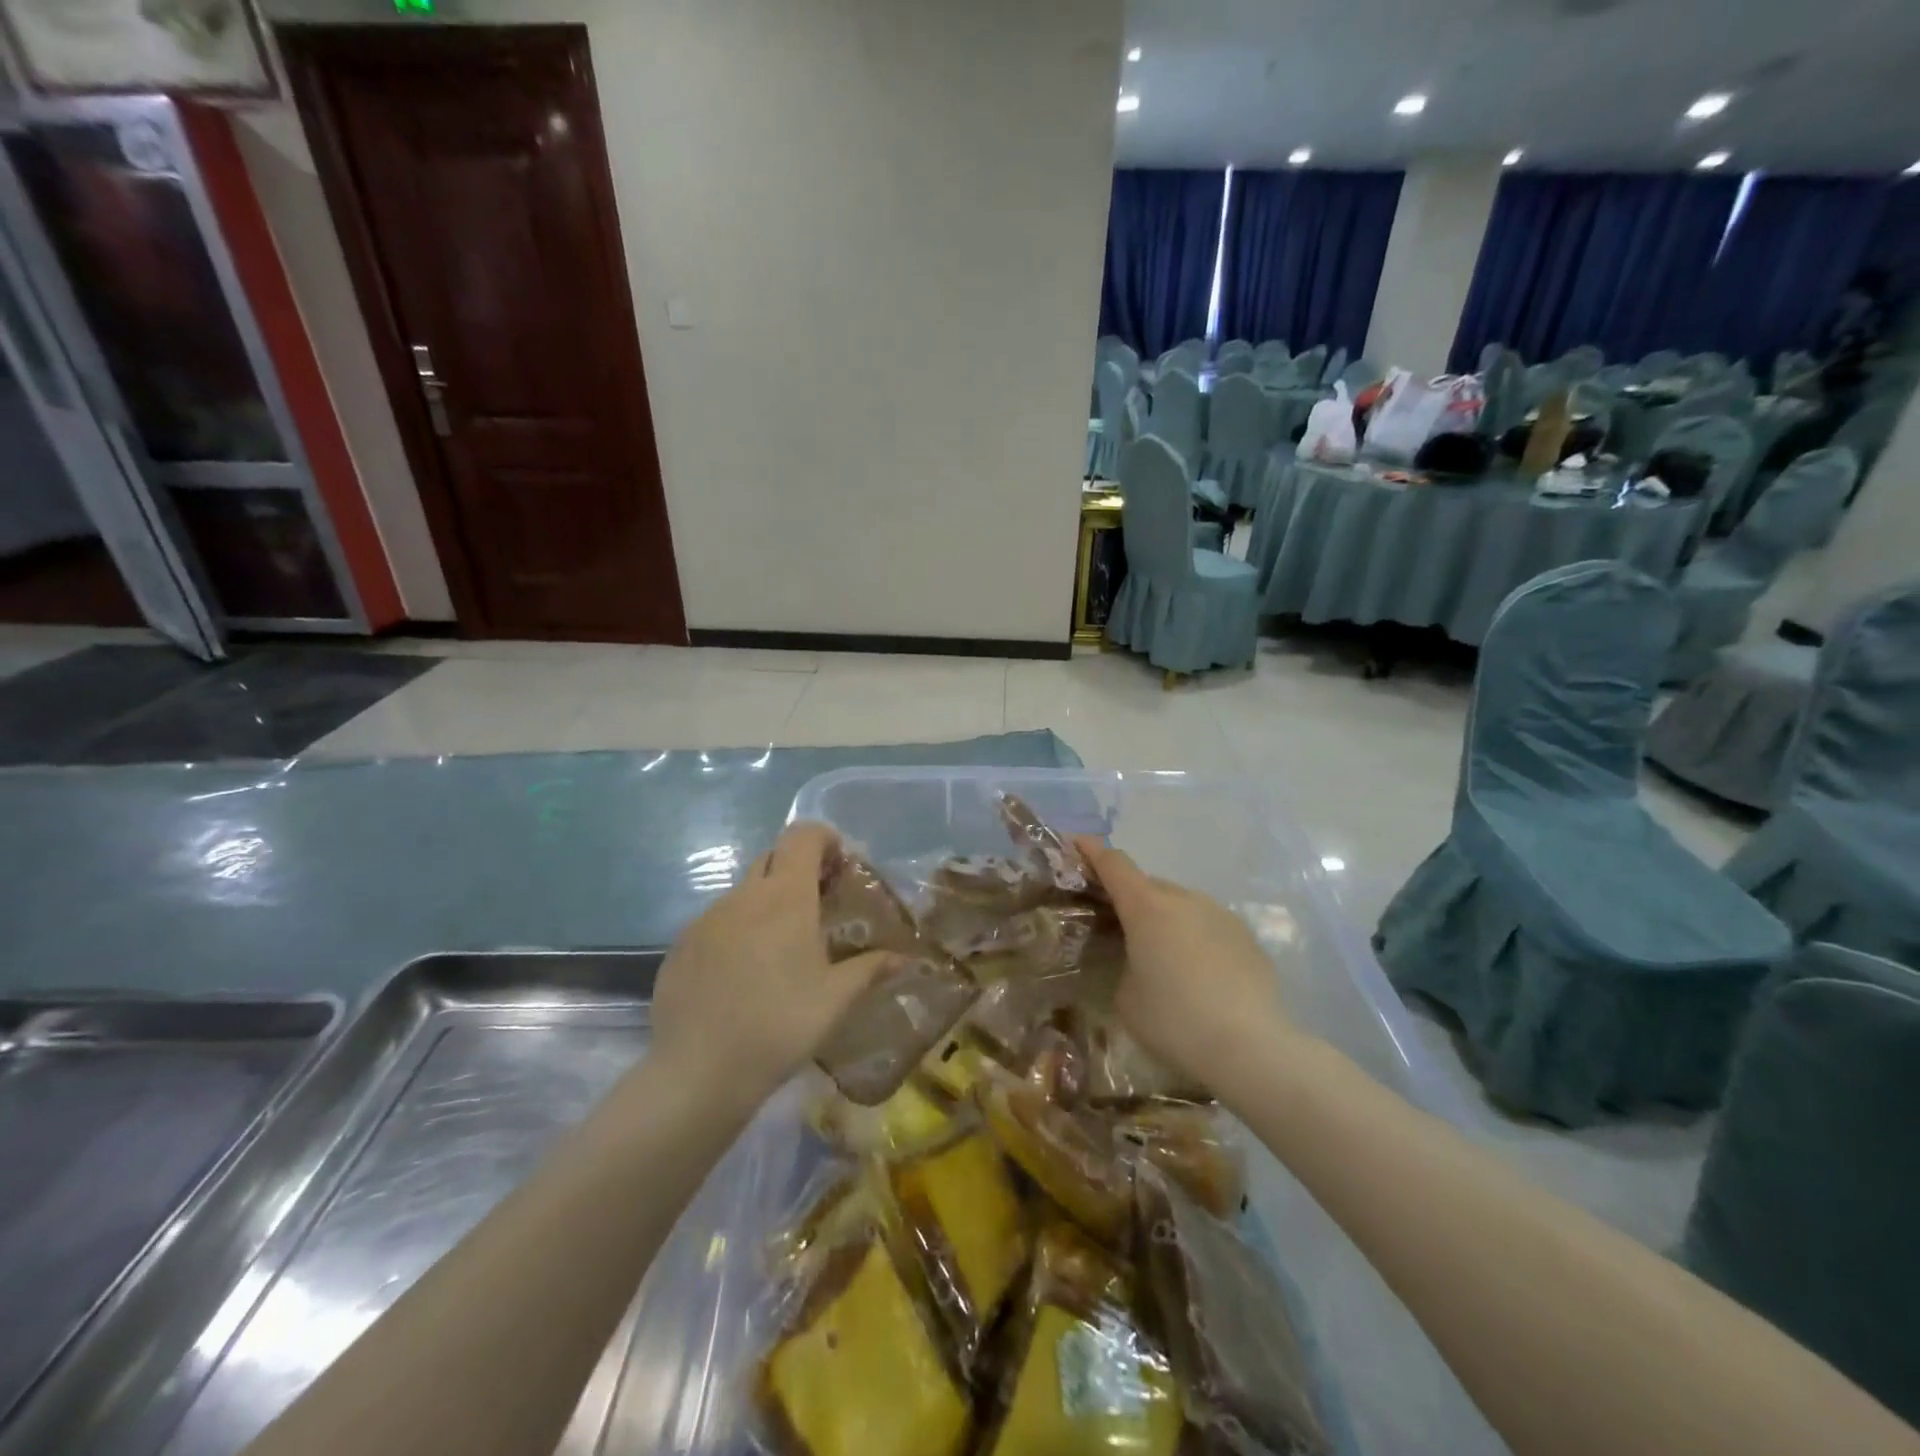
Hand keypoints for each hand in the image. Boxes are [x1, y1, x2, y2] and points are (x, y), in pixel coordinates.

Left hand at [650, 823, 894, 1105]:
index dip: (824, 838)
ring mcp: (707, 919)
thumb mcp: (836, 999)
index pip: (802, 836)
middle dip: (798, 870)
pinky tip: (744, 976)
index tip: (840, 866)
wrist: (698, 1071)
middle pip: (773, 858)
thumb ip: (870, 969)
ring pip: (744, 893)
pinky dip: (738, 931)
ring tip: (782, 950)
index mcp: (785, 897)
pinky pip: (717, 922)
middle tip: (818, 906)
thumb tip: (905, 958)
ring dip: (767, 904)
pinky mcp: (681, 945)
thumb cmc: (780, 1024)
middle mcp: (744, 896)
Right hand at [1074, 837, 1297, 1092]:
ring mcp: (1219, 914)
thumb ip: (1122, 964)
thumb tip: (1136, 960)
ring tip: (1160, 955)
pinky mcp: (1245, 936)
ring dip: (1164, 918)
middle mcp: (1183, 899)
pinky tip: (1197, 974)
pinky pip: (1207, 926)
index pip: (1113, 864)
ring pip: (1180, 904)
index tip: (1077, 844)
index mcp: (1146, 907)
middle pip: (1148, 884)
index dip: (1092, 852)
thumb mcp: (1126, 997)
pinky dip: (1194, 937)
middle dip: (1129, 897)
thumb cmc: (1175, 1021)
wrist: (1251, 1047)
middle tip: (1116, 924)